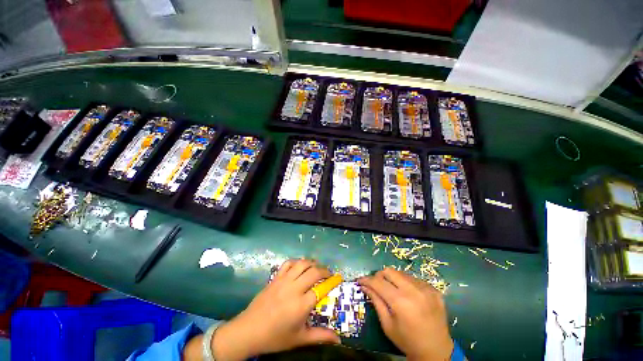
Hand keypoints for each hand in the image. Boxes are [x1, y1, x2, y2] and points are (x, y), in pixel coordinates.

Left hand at [211, 259, 340, 359]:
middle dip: (324, 270)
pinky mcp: (275, 278)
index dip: (332, 282)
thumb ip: (320, 336)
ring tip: (316, 267)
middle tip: (328, 274)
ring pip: (302, 264)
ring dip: (312, 263)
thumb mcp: (299, 339)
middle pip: (314, 272)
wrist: (249, 330)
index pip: (321, 289)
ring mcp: (284, 281)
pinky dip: (297, 262)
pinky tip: (300, 266)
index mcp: (301, 305)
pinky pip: (288, 263)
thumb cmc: (275, 337)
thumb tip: (338, 339)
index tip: (338, 279)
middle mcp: (294, 289)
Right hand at [358, 268, 453, 360]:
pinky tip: (408, 295)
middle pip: (389, 271)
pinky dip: (406, 283)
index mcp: (400, 302)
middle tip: (377, 285)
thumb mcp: (387, 324)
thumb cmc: (407, 341)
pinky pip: (414, 279)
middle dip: (379, 276)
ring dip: (393, 279)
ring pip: (401, 273)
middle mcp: (414, 291)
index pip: (378, 282)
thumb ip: (376, 301)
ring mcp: (426, 289)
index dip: (366, 280)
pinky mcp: (434, 289)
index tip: (360, 281)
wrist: (437, 351)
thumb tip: (364, 286)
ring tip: (393, 291)